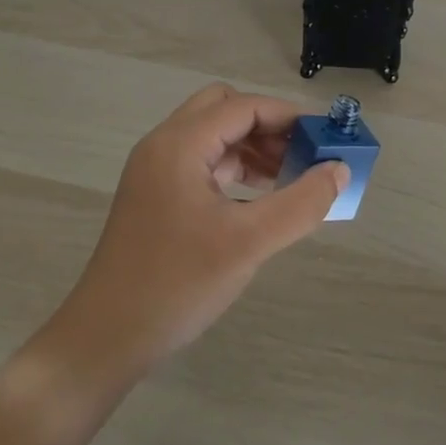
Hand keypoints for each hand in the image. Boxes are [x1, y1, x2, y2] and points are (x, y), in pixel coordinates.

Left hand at [47, 85, 347, 379]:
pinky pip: (202, 164)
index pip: (243, 106)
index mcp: (180, 144)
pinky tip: (259, 199)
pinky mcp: (155, 196)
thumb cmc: (177, 283)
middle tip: (303, 156)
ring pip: (213, 137)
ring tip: (291, 179)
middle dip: (268, 126)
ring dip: (252, 147)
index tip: (326, 138)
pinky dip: (234, 170)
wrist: (106, 338)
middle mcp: (164, 146)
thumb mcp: (248, 243)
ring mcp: (156, 171)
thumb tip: (339, 170)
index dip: (288, 116)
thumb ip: (300, 203)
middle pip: (224, 110)